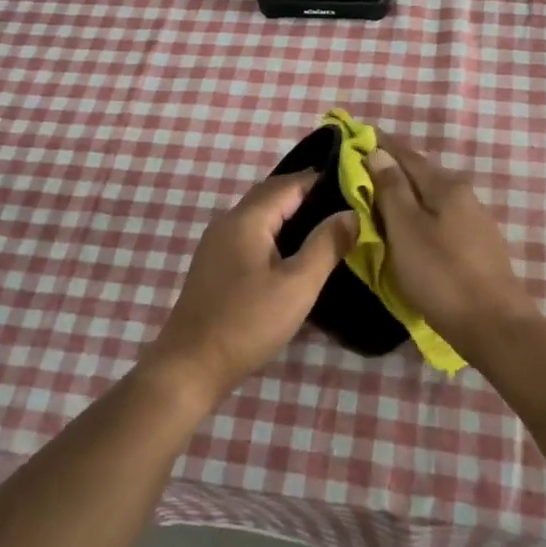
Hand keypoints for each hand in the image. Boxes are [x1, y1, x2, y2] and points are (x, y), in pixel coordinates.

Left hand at [143, 171, 356, 405]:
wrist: (190, 366)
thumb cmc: (248, 322)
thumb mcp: (298, 285)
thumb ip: (326, 245)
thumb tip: (351, 213)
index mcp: (247, 219)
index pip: (289, 184)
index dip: (321, 180)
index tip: (355, 185)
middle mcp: (227, 222)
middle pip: (271, 194)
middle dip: (306, 194)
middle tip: (345, 203)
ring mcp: (216, 243)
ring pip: (259, 214)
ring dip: (290, 213)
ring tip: (326, 226)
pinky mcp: (214, 264)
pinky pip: (250, 233)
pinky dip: (275, 231)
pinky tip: (292, 252)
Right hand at [370, 133, 538, 357]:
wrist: (494, 325)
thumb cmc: (441, 274)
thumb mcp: (406, 229)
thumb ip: (391, 189)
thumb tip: (378, 152)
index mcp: (445, 185)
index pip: (405, 153)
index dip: (379, 143)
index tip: (354, 135)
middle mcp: (463, 194)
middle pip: (419, 174)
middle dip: (389, 169)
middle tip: (357, 171)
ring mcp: (474, 221)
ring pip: (429, 198)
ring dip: (403, 194)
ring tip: (375, 201)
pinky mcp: (476, 246)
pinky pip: (438, 219)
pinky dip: (416, 216)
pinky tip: (405, 229)